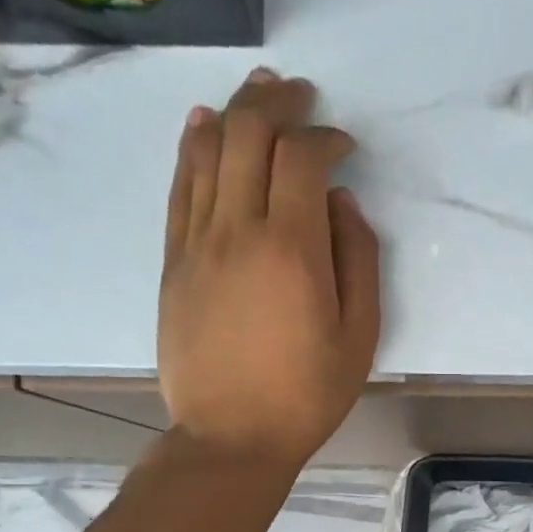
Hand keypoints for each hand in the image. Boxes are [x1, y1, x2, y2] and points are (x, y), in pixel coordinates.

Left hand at [159, 68, 382, 471]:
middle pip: (249, 134)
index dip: (326, 136)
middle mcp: (238, 230)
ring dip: (234, 111)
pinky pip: (180, 188)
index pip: (302, 156)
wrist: (230, 437)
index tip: (343, 147)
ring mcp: (197, 244)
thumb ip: (359, 261)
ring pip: (208, 150)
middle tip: (300, 94)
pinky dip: (193, 148)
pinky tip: (203, 126)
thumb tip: (342, 204)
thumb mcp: (359, 337)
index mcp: (292, 249)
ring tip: (256, 93)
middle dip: (278, 103)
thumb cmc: (305, 396)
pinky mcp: (173, 263)